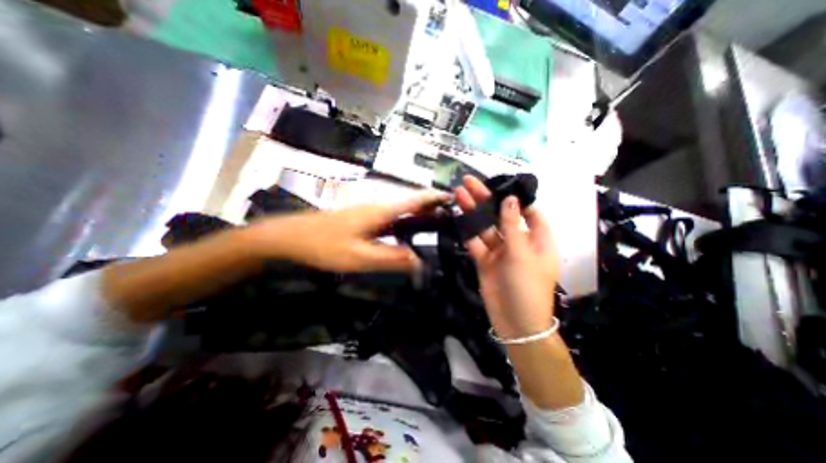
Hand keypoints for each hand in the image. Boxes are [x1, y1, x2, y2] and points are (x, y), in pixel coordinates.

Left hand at [244, 192, 448, 273]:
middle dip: (431, 206)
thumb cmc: (323, 245)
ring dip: (419, 213)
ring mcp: (370, 211)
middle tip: (451, 216)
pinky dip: (406, 221)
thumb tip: (419, 261)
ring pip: (401, 209)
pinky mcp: (363, 218)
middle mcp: (378, 206)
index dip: (434, 197)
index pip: (415, 199)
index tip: (453, 198)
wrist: (291, 237)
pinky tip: (409, 232)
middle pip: (410, 202)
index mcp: (381, 211)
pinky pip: (392, 217)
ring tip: (437, 224)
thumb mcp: (359, 257)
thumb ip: (391, 258)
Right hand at [450, 175, 561, 338]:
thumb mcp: (522, 253)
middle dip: (485, 199)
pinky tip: (458, 217)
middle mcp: (518, 241)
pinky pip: (475, 242)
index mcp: (536, 238)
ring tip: (459, 194)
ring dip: (472, 212)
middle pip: (500, 215)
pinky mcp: (485, 260)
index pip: (528, 211)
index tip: (498, 184)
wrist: (515, 322)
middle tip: (468, 182)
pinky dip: (467, 231)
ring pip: (485, 227)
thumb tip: (509, 199)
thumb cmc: (527, 285)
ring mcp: (499, 250)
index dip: (514, 197)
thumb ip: (512, 225)